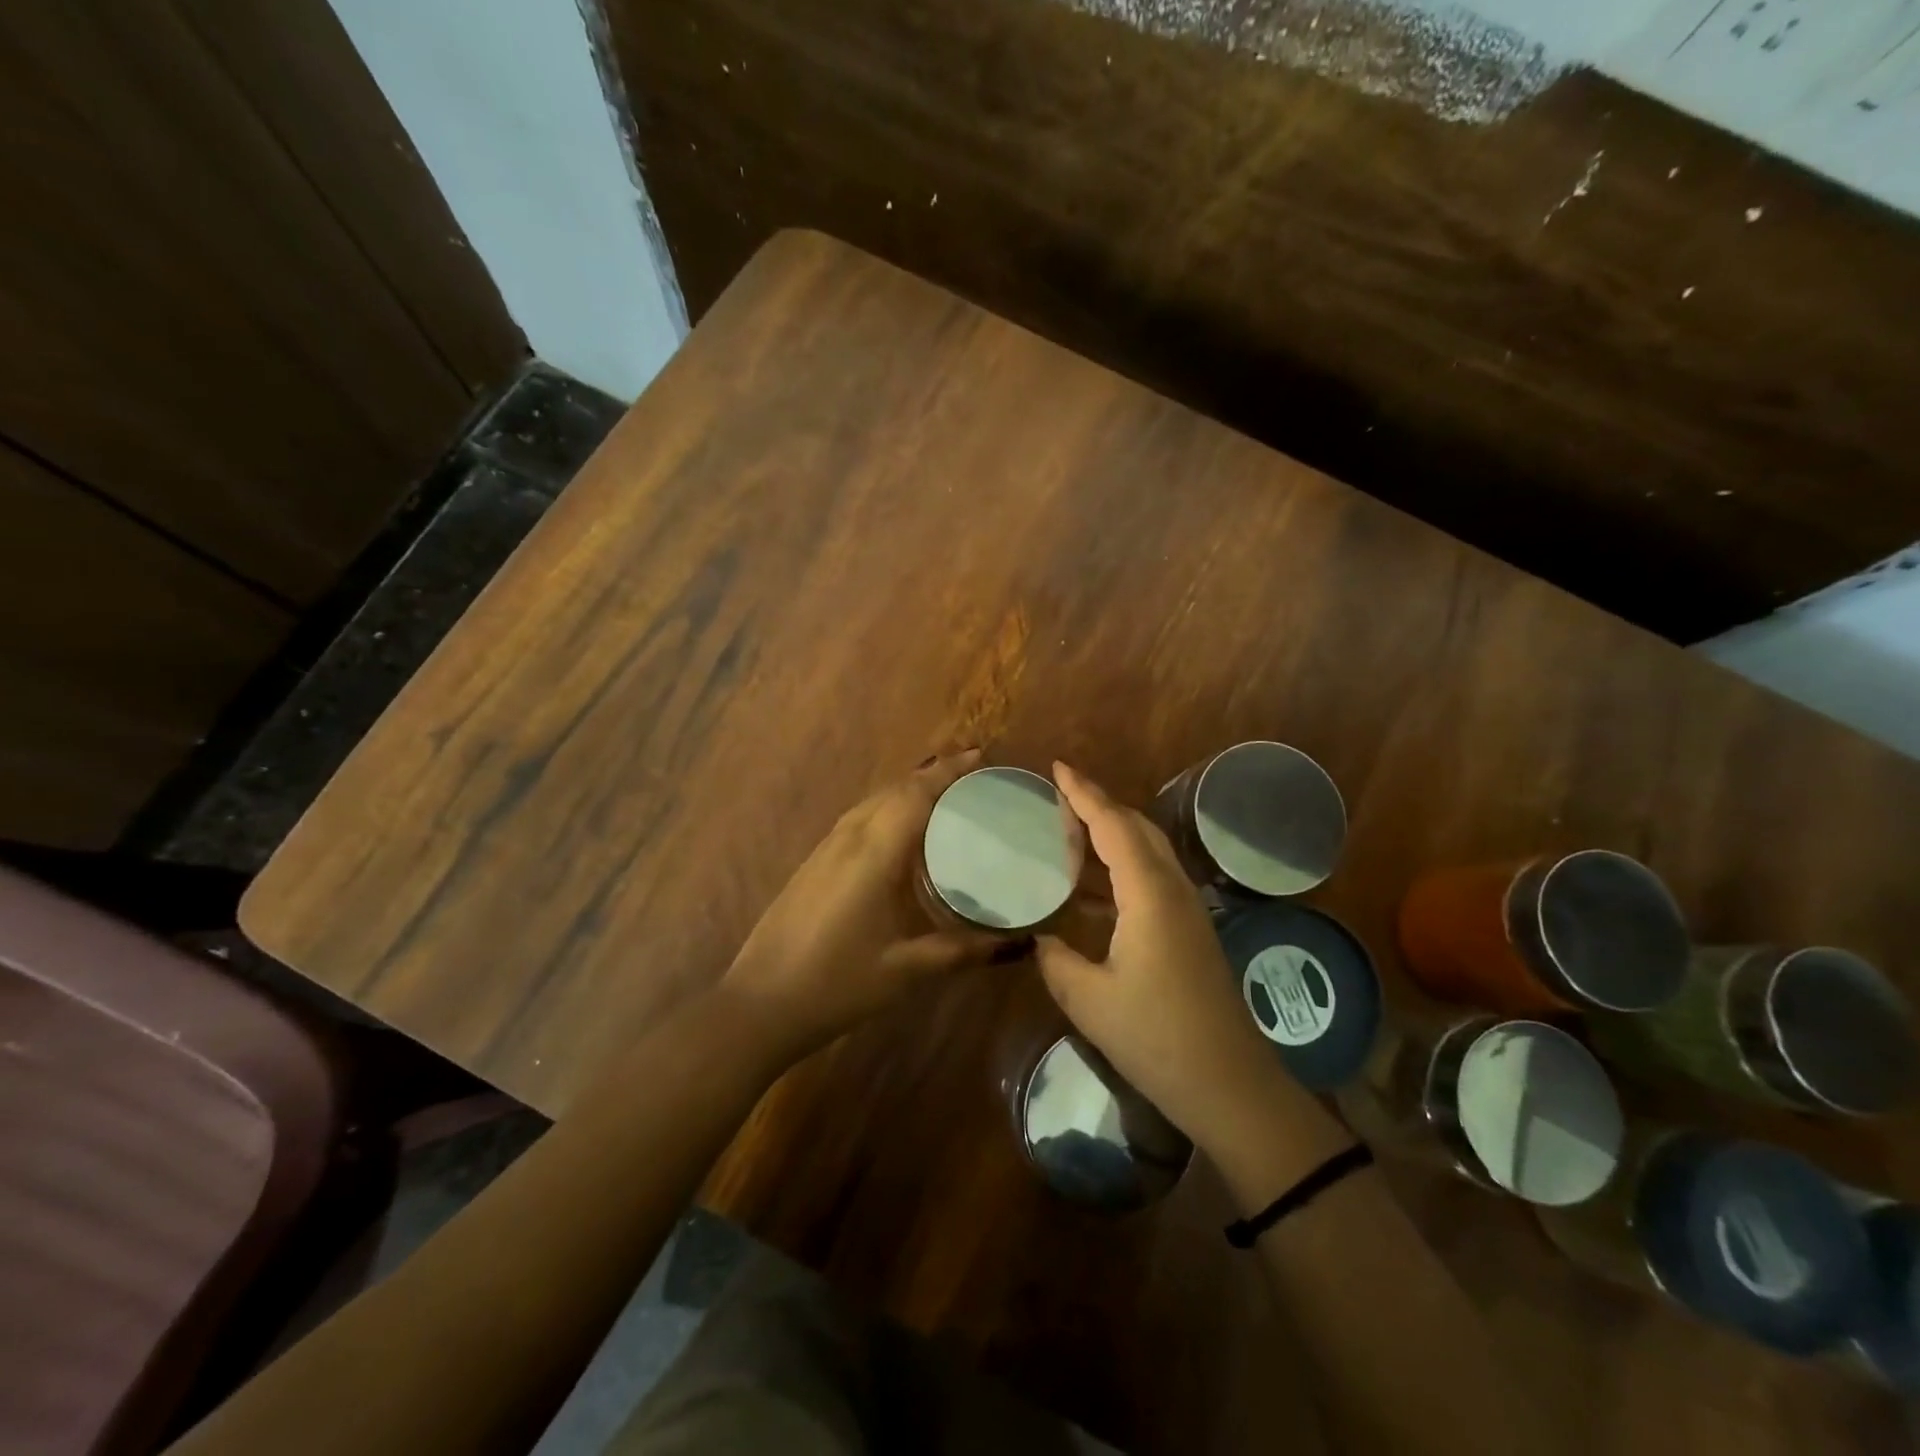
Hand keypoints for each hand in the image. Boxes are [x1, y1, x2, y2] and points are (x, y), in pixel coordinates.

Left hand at [719, 750, 1018, 1068]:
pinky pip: (859, 820)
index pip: (914, 794)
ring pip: (873, 802)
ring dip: (908, 790)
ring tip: (945, 797)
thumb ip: (963, 951)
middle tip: (973, 777)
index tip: (979, 756)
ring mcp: (825, 849)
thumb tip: (1019, 945)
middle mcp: (848, 839)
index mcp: (873, 853)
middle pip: (893, 790)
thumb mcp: (906, 970)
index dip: (947, 771)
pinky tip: (903, 834)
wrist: (759, 1003)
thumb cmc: (837, 984)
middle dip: (932, 775)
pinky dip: (888, 810)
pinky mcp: (814, 864)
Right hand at [1036, 762, 1295, 1153]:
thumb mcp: (1089, 1001)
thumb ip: (1056, 960)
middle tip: (1060, 795)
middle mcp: (1173, 890)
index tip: (1058, 768)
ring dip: (1112, 833)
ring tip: (1071, 830)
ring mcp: (1187, 910)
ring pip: (1148, 851)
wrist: (1230, 1084)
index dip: (1084, 794)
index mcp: (1148, 895)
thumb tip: (1040, 939)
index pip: (1113, 826)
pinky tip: (1091, 889)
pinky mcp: (1190, 931)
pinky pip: (1151, 878)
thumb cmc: (1157, 1038)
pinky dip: (1120, 866)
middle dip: (1100, 804)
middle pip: (1136, 828)